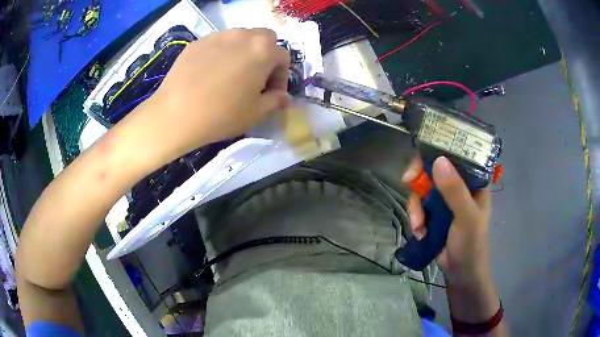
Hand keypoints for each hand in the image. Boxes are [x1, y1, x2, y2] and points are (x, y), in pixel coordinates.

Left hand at [124, 28, 291, 164]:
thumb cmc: (221, 114)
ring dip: (243, 52)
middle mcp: (243, 35)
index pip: (283, 57)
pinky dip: (221, 54)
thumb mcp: (256, 113)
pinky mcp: (197, 42)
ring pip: (240, 38)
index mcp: (263, 50)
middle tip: (255, 77)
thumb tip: (285, 98)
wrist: (175, 114)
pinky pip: (217, 43)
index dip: (281, 77)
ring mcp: (217, 36)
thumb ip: (276, 101)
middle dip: (265, 55)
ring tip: (232, 74)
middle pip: (264, 38)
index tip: (271, 94)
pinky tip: (210, 74)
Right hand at [402, 156, 491, 285]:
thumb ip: (455, 191)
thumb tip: (438, 160)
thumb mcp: (466, 217)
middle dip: (420, 179)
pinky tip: (419, 232)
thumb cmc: (471, 244)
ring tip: (418, 227)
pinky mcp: (434, 213)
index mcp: (474, 181)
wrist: (461, 273)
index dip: (438, 150)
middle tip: (407, 181)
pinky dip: (416, 218)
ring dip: (416, 207)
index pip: (456, 154)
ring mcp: (445, 200)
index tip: (422, 156)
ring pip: (423, 189)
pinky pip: (419, 206)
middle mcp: (459, 185)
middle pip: (434, 168)